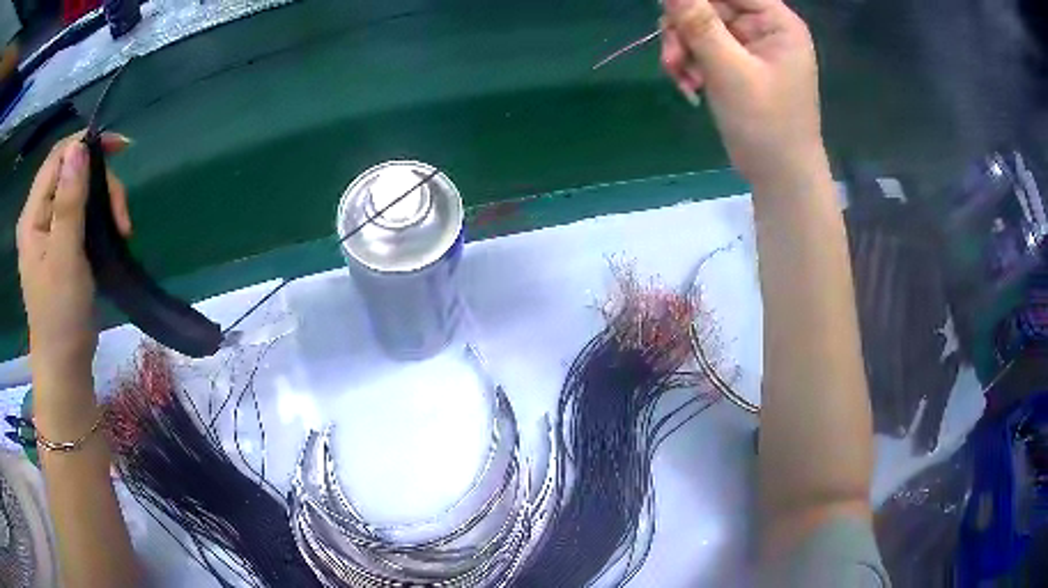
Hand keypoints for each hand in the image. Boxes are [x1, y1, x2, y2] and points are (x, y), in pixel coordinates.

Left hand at [16, 132, 131, 395]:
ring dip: (103, 201)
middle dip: (100, 182)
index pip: (57, 158)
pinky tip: (112, 231)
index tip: (119, 148)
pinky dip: (99, 215)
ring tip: (122, 228)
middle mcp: (37, 216)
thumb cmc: (61, 315)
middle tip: (122, 214)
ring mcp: (48, 231)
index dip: (85, 144)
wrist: (65, 365)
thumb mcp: (64, 257)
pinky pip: (81, 212)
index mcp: (32, 216)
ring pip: (79, 191)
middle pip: (70, 172)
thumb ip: (69, 202)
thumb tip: (78, 149)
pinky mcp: (60, 245)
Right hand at [661, 0, 826, 188]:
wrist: (778, 176)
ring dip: (682, 48)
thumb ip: (698, 23)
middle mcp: (764, 27)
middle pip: (710, 4)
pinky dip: (690, 63)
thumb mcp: (729, 70)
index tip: (669, 9)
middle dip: (684, 28)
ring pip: (700, 26)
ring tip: (681, 77)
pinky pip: (703, 48)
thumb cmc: (766, 124)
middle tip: (673, 57)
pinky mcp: (737, 63)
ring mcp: (750, 46)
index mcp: (776, 22)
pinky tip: (689, 85)